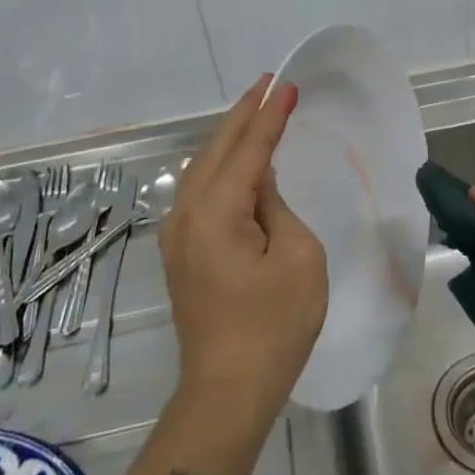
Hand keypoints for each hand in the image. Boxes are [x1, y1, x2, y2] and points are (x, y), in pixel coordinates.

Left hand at [162, 75, 327, 428]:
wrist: (227, 390)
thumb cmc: (273, 326)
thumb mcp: (298, 258)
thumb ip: (277, 208)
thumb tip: (259, 187)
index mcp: (216, 211)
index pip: (249, 149)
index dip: (270, 116)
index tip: (287, 85)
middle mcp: (186, 213)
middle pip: (216, 149)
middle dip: (243, 114)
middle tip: (268, 84)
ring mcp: (176, 233)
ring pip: (201, 168)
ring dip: (229, 137)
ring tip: (254, 110)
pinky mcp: (179, 251)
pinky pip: (198, 190)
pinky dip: (220, 165)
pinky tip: (235, 161)